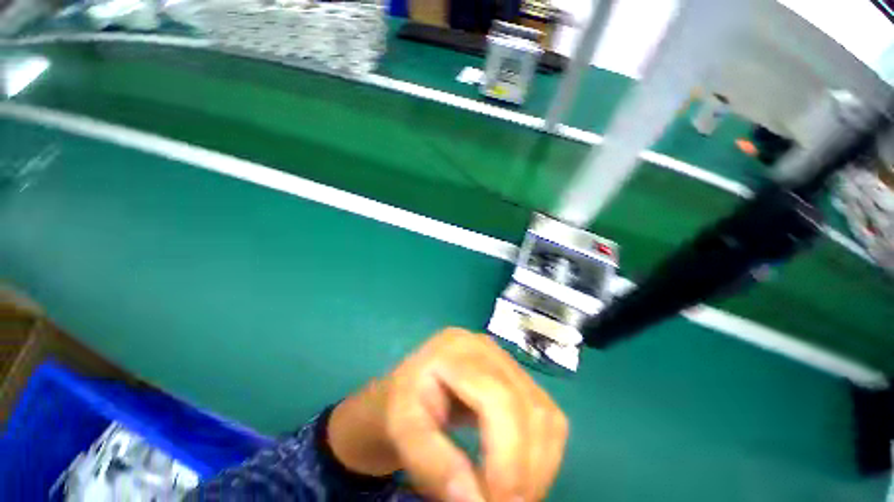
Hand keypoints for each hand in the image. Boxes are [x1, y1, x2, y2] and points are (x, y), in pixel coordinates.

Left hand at [328, 328, 568, 500]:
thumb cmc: (402, 406)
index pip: (497, 396)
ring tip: (513, 494)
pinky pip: (547, 415)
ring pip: (545, 413)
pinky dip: (542, 452)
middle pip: (528, 405)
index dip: (508, 455)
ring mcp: (504, 359)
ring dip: (539, 464)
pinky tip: (521, 471)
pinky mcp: (516, 376)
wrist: (409, 388)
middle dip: (527, 467)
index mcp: (455, 350)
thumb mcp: (403, 432)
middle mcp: (486, 348)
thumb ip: (433, 465)